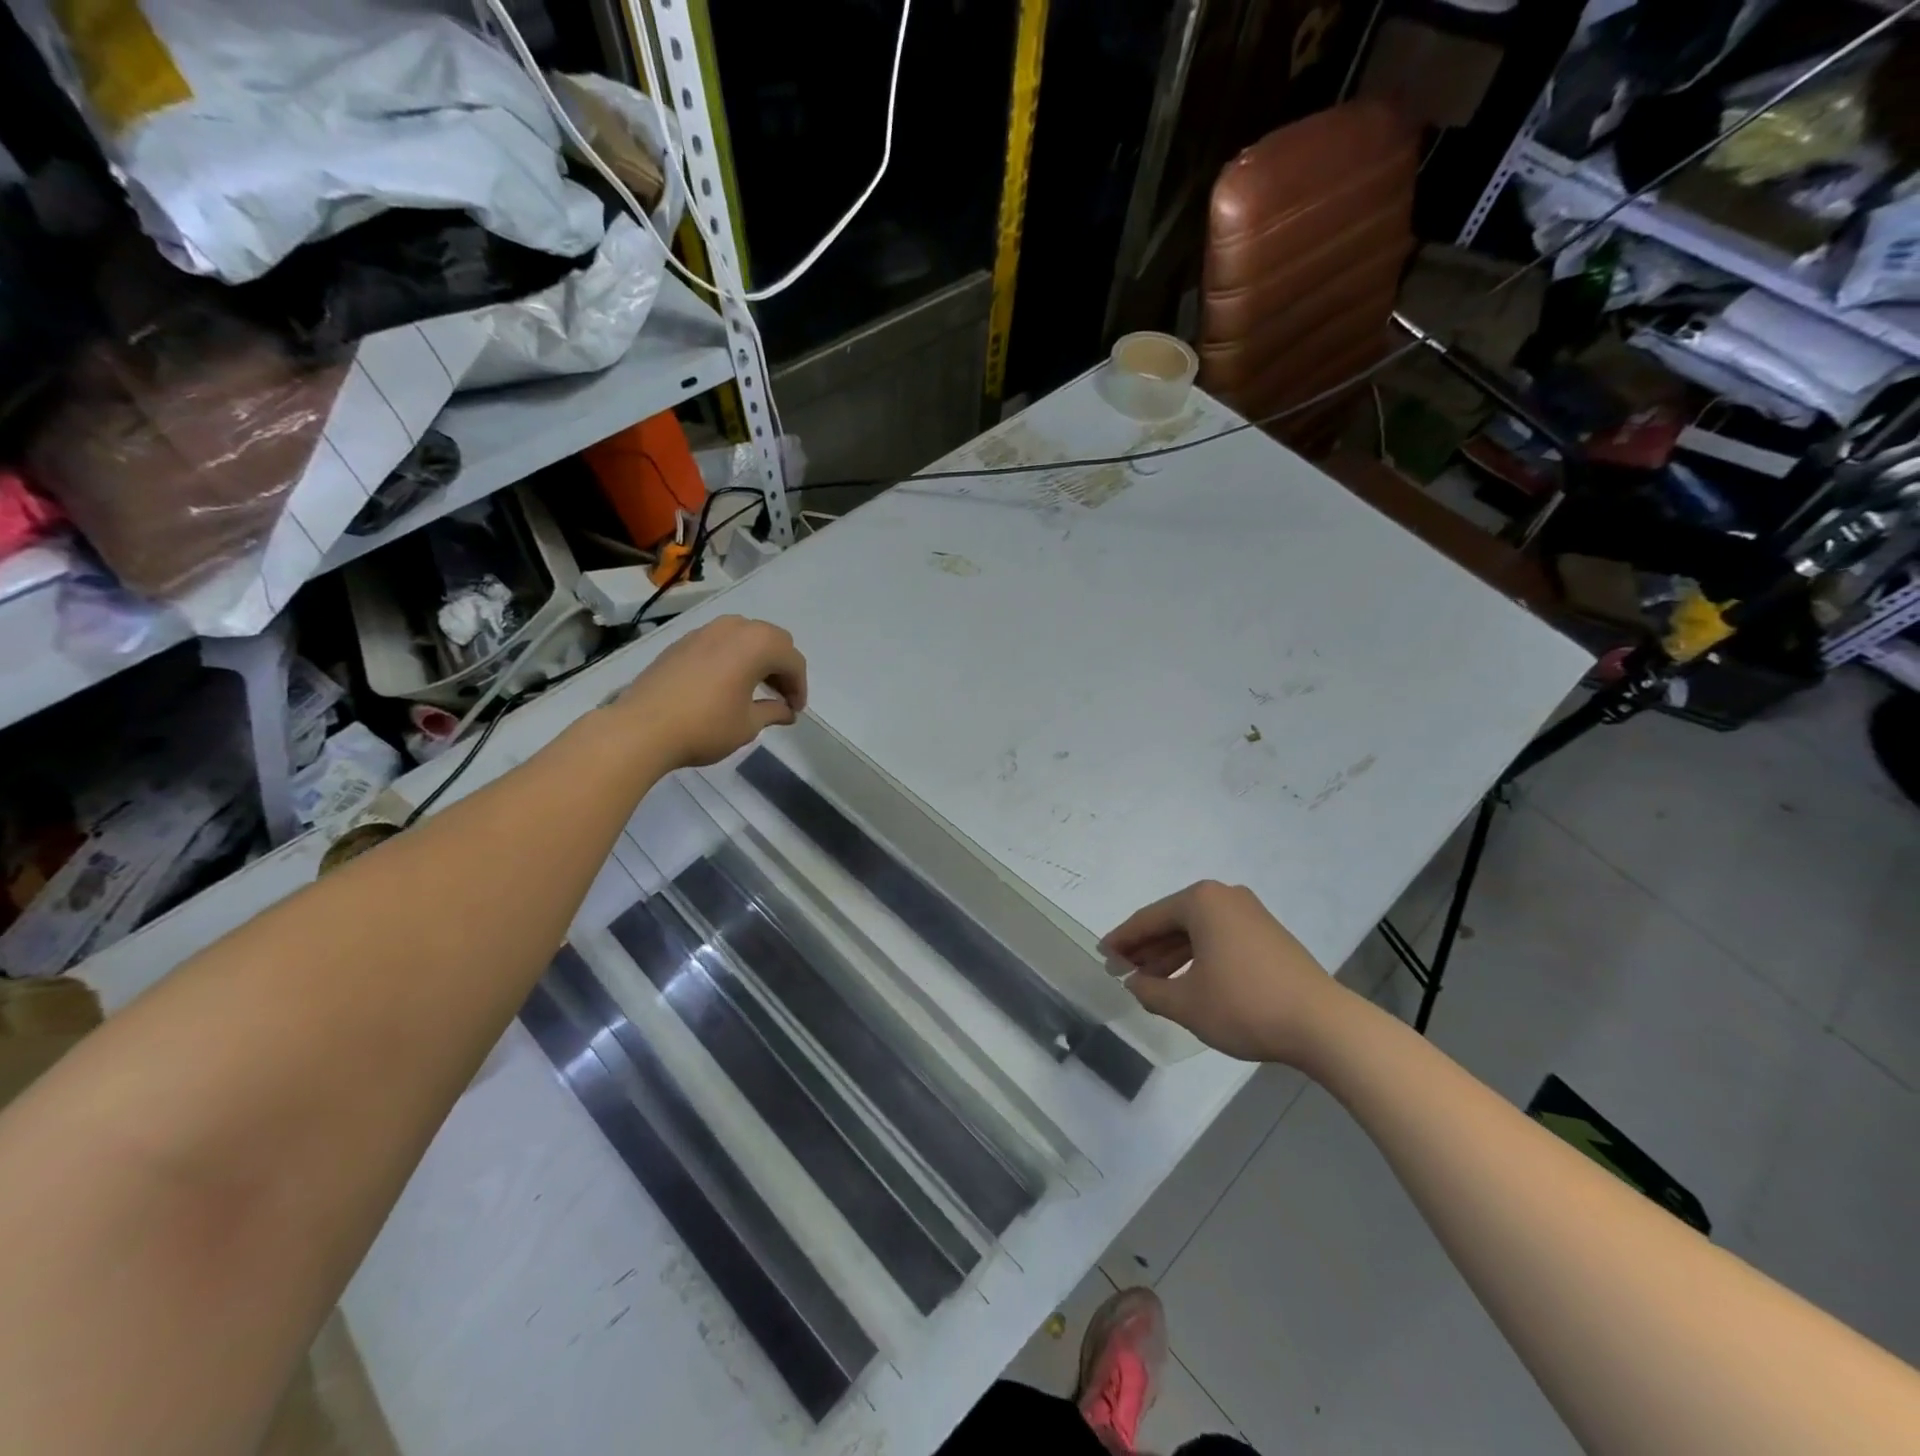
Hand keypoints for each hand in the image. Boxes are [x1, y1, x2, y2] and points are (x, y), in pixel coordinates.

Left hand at [613, 615, 807, 768]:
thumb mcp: (748, 724)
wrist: (641, 728)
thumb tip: (786, 712)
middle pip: (772, 640)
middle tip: (780, 696)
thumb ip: (773, 712)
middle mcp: (733, 628)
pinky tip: (726, 683)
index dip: (799, 687)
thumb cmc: (705, 726)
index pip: (792, 661)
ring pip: (745, 636)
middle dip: (781, 667)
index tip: (795, 711)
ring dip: (757, 658)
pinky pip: (720, 642)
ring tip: (755, 688)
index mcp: (757, 644)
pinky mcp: (682, 642)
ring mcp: (704, 631)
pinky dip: (733, 657)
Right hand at [1102, 880, 1349, 1066]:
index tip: (1102, 956)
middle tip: (1122, 971)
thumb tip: (1135, 982)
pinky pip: (1218, 939)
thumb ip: (1150, 990)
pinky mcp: (1267, 935)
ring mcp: (1250, 914)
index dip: (1122, 940)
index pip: (1148, 919)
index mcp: (1201, 901)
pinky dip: (1197, 958)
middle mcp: (1225, 897)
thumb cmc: (1245, 1006)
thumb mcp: (1186, 1003)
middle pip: (1172, 922)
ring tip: (1148, 981)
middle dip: (1146, 948)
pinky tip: (1185, 981)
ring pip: (1196, 932)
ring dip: (1170, 956)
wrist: (1322, 1025)